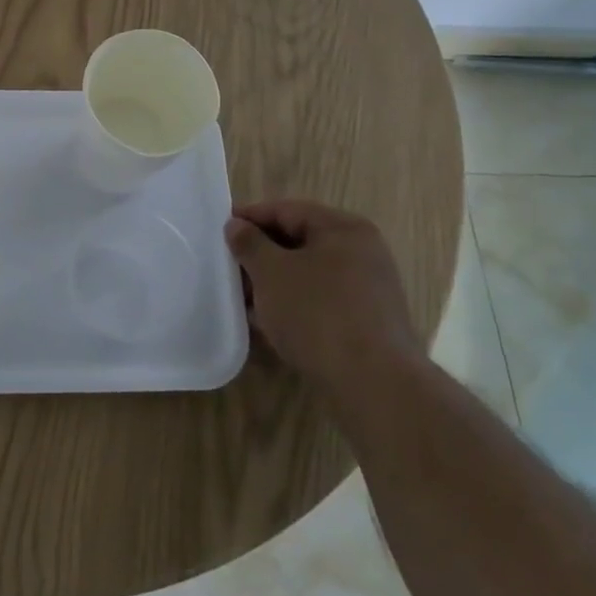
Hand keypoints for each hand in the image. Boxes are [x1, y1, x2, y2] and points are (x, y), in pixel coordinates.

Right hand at [225, 199, 422, 406]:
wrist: (375, 385)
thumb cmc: (318, 314)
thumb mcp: (271, 272)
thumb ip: (249, 243)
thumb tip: (236, 226)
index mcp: (343, 228)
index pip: (287, 210)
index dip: (250, 217)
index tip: (220, 231)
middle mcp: (362, 252)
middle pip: (299, 241)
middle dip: (261, 254)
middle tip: (229, 267)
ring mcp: (369, 289)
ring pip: (309, 274)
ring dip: (275, 283)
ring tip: (243, 299)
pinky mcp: (368, 322)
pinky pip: (321, 301)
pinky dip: (294, 305)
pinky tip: (269, 323)